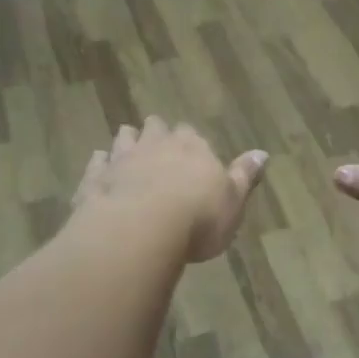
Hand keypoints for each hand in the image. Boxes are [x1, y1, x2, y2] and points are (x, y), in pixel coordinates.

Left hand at [72, 117, 267, 261]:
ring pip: (124, 138)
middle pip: (156, 128)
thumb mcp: (233, 201)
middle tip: (158, 143)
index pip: (192, 134)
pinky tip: (101, 170)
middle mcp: (156, 144)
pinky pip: (97, 163)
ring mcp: (122, 158)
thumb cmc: (198, 217)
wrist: (141, 230)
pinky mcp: (96, 178)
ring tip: (128, 151)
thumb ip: (244, 176)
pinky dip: (100, 164)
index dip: (190, 141)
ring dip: (127, 142)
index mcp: (193, 147)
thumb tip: (262, 153)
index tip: (191, 149)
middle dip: (157, 133)